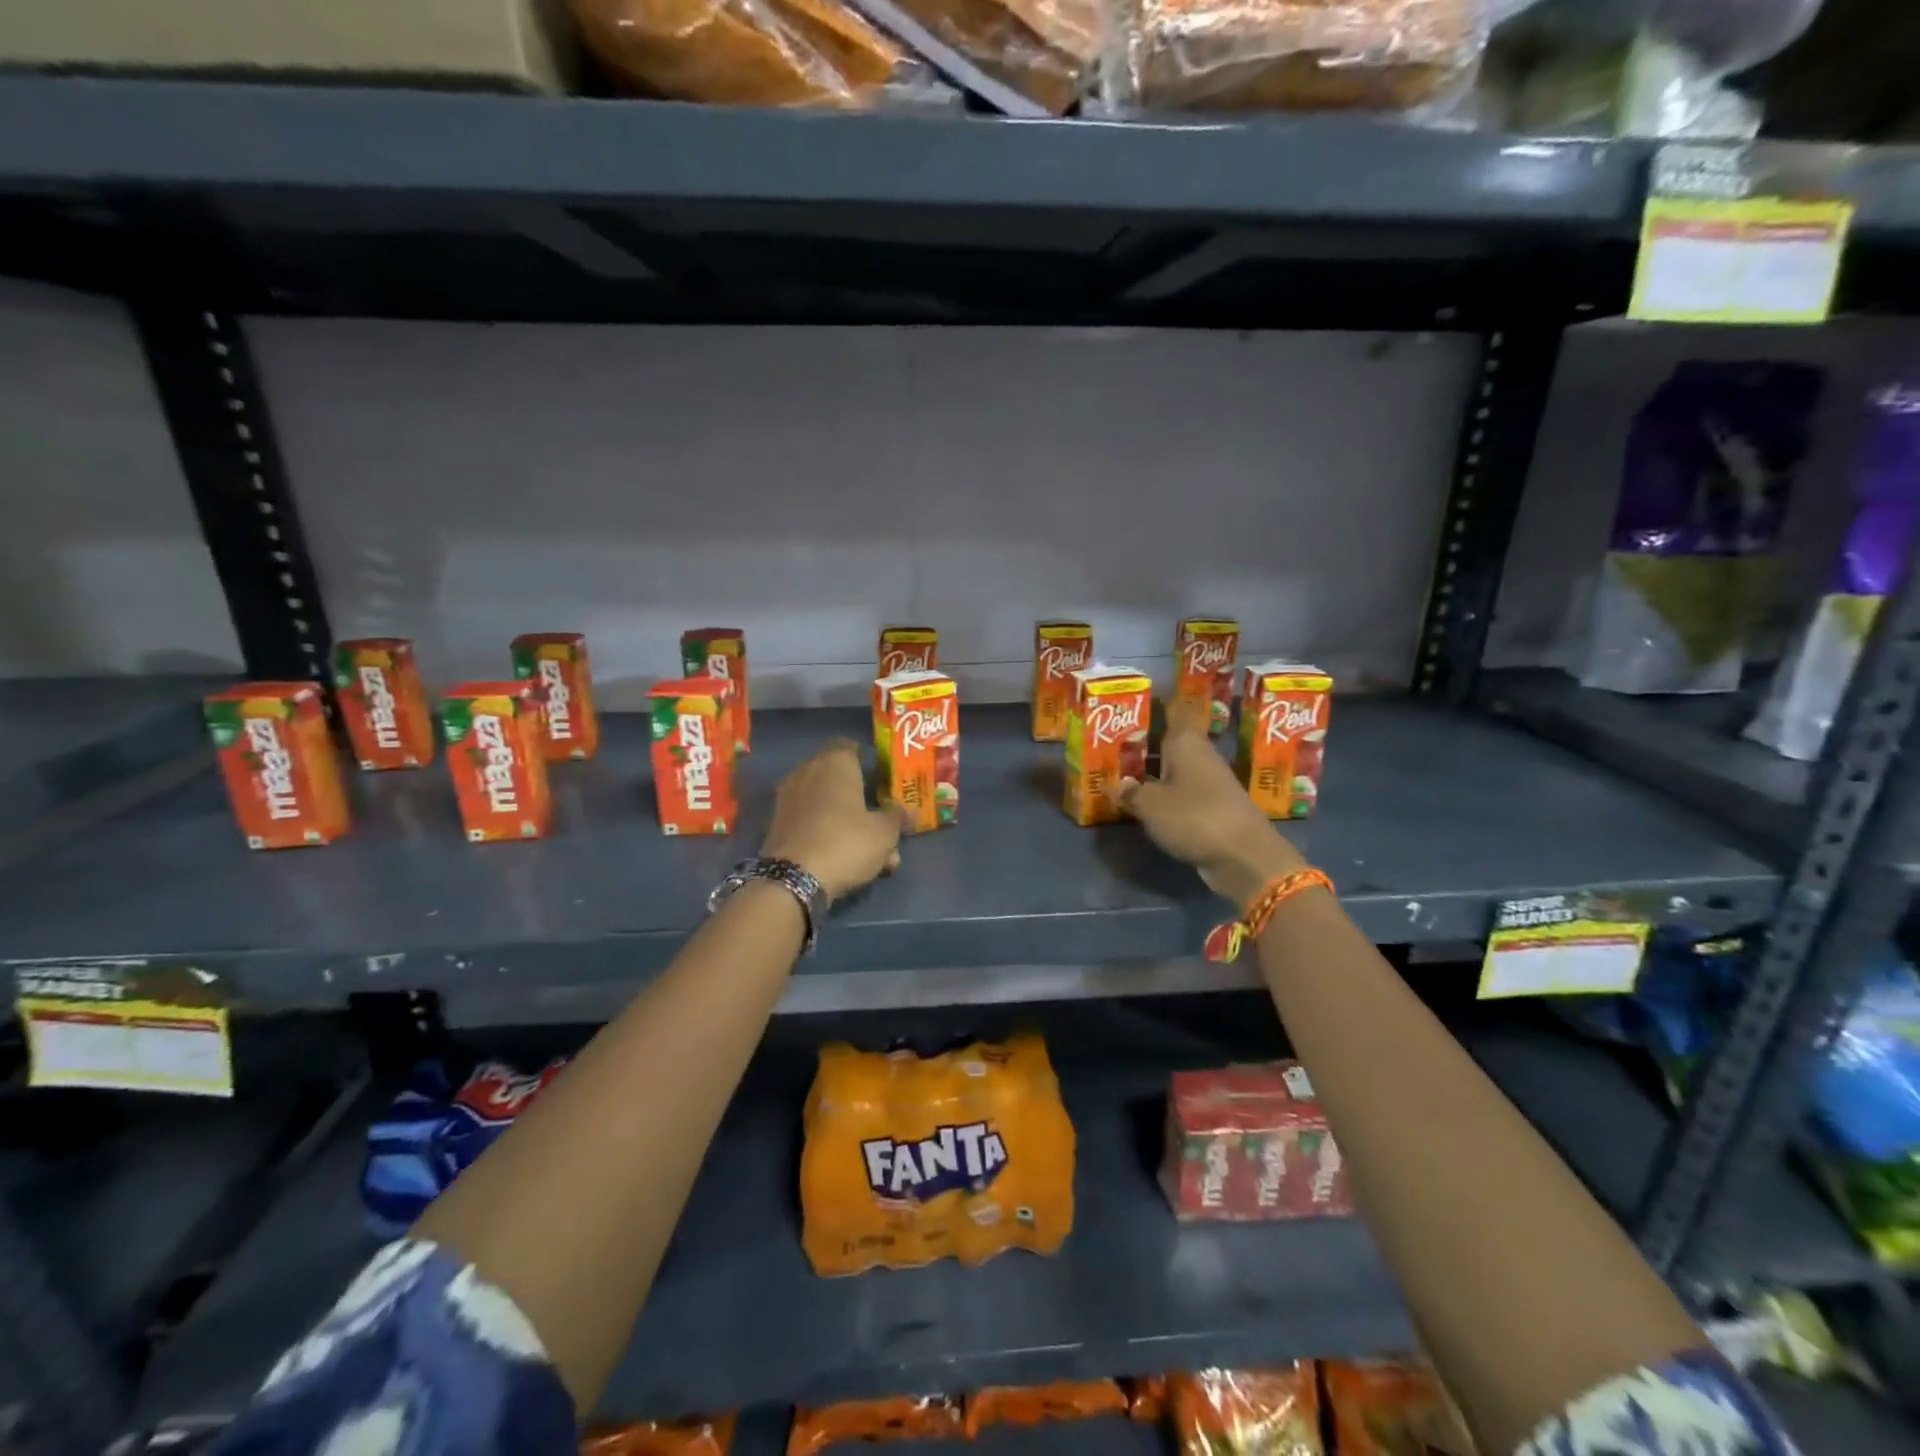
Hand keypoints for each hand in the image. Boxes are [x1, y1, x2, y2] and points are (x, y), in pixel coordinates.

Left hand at [761, 739, 905, 901]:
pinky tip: (847, 859)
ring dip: (847, 821)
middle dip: (860, 797)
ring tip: (872, 851)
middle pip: (838, 778)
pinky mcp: (778, 825)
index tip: (882, 778)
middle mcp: (808, 772)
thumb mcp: (884, 833)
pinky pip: (811, 822)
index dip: (867, 760)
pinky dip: (827, 834)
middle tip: (881, 818)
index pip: (849, 746)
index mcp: (835, 762)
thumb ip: (896, 817)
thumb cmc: (846, 842)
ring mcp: (789, 798)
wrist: (792, 880)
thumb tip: (906, 811)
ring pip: (826, 804)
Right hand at [1121, 701, 1303, 912]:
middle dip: (1143, 741)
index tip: (1132, 703)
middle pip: (1169, 740)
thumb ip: (1131, 792)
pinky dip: (1163, 793)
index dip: (1155, 703)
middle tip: (1110, 742)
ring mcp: (1208, 781)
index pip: (1173, 710)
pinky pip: (1180, 791)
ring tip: (1120, 771)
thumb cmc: (1195, 817)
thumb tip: (1119, 786)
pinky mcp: (1212, 807)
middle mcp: (1199, 755)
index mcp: (1186, 742)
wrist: (1244, 856)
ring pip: (1173, 767)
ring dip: (1151, 769)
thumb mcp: (1151, 805)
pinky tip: (1143, 801)